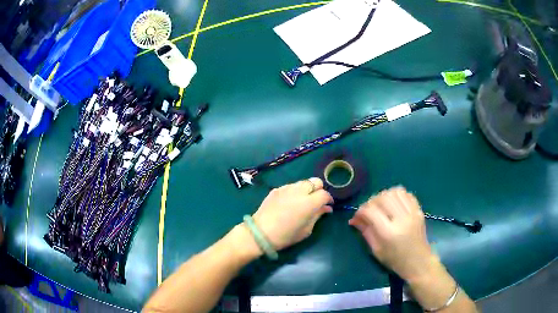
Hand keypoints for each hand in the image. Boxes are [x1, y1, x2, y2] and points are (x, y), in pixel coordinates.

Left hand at [252, 178, 333, 250]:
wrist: (260, 232)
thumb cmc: (286, 235)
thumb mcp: (306, 230)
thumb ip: (318, 215)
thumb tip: (326, 208)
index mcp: (309, 203)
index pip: (324, 193)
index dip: (328, 199)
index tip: (327, 206)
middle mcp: (299, 191)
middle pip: (315, 181)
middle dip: (319, 189)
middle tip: (316, 201)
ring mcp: (286, 188)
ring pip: (303, 182)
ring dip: (307, 189)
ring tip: (303, 201)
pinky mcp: (277, 189)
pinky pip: (291, 186)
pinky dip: (295, 191)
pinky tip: (290, 202)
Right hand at [349, 187, 434, 281]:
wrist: (418, 262)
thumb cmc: (395, 260)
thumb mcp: (376, 250)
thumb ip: (366, 232)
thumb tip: (353, 219)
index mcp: (389, 233)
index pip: (371, 211)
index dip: (361, 210)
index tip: (357, 216)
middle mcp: (401, 219)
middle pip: (383, 198)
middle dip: (371, 201)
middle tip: (368, 210)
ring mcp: (412, 213)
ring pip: (395, 192)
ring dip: (384, 196)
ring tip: (381, 205)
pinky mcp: (419, 210)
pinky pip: (406, 194)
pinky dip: (397, 195)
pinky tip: (393, 203)